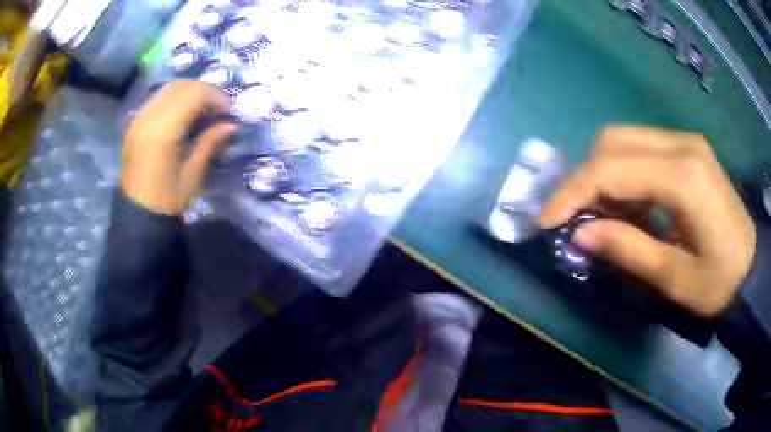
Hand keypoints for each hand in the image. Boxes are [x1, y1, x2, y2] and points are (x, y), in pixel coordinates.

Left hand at [121, 81, 235, 215]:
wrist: (136, 213)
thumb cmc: (166, 200)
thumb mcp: (192, 174)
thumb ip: (210, 143)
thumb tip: (231, 125)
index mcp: (163, 130)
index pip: (195, 94)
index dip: (216, 98)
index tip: (228, 113)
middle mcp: (150, 116)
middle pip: (182, 86)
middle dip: (205, 92)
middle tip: (217, 110)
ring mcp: (140, 118)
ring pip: (170, 88)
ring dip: (190, 93)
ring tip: (202, 111)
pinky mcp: (136, 123)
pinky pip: (159, 98)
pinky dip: (175, 99)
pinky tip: (183, 115)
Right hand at [539, 126, 756, 316]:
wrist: (752, 267)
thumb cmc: (720, 283)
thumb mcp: (674, 279)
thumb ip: (628, 250)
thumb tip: (580, 235)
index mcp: (683, 177)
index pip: (612, 167)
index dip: (572, 192)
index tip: (546, 220)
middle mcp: (682, 145)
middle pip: (613, 140)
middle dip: (584, 177)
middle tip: (574, 217)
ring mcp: (686, 142)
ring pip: (624, 139)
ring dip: (602, 172)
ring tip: (601, 213)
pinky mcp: (688, 149)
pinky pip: (642, 147)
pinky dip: (623, 171)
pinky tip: (629, 203)